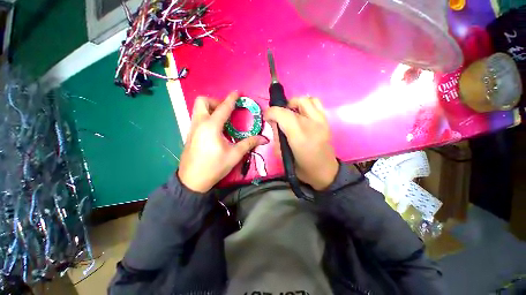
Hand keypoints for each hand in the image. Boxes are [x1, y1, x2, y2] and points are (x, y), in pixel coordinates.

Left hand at [178, 92, 268, 191]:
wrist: (192, 180)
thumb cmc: (214, 167)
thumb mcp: (234, 155)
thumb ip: (249, 143)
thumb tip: (264, 138)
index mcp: (211, 126)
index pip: (223, 107)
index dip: (231, 98)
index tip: (237, 92)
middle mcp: (199, 123)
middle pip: (203, 101)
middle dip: (216, 102)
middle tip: (227, 112)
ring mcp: (192, 128)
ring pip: (198, 109)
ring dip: (211, 109)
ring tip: (223, 120)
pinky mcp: (190, 134)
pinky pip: (198, 118)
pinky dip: (207, 117)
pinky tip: (216, 130)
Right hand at [264, 97, 337, 190]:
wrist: (325, 171)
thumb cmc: (301, 167)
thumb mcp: (282, 155)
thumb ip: (276, 135)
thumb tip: (273, 122)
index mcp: (299, 136)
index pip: (282, 114)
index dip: (271, 112)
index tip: (266, 117)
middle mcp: (312, 124)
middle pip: (292, 104)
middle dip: (279, 109)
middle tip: (276, 118)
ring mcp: (321, 121)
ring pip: (305, 99)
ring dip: (293, 103)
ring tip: (289, 113)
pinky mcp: (326, 120)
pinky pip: (315, 103)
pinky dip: (305, 104)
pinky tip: (301, 113)